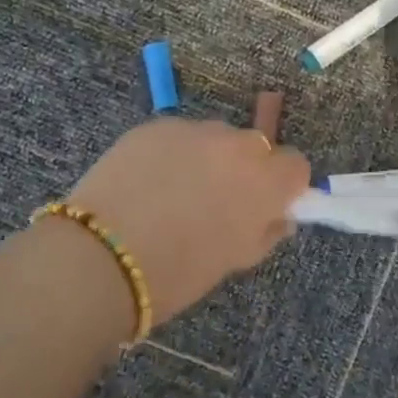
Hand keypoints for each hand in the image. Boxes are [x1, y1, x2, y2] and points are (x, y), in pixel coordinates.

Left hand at [68, 119, 310, 323]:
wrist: (101, 257)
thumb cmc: (178, 273)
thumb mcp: (235, 260)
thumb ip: (265, 230)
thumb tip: (277, 215)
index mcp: (265, 180)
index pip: (296, 164)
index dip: (284, 184)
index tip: (265, 205)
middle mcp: (236, 144)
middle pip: (255, 146)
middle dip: (245, 168)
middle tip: (217, 201)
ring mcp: (194, 129)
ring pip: (214, 138)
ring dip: (207, 158)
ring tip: (173, 192)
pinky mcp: (156, 125)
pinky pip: (177, 136)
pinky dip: (171, 154)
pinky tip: (146, 183)